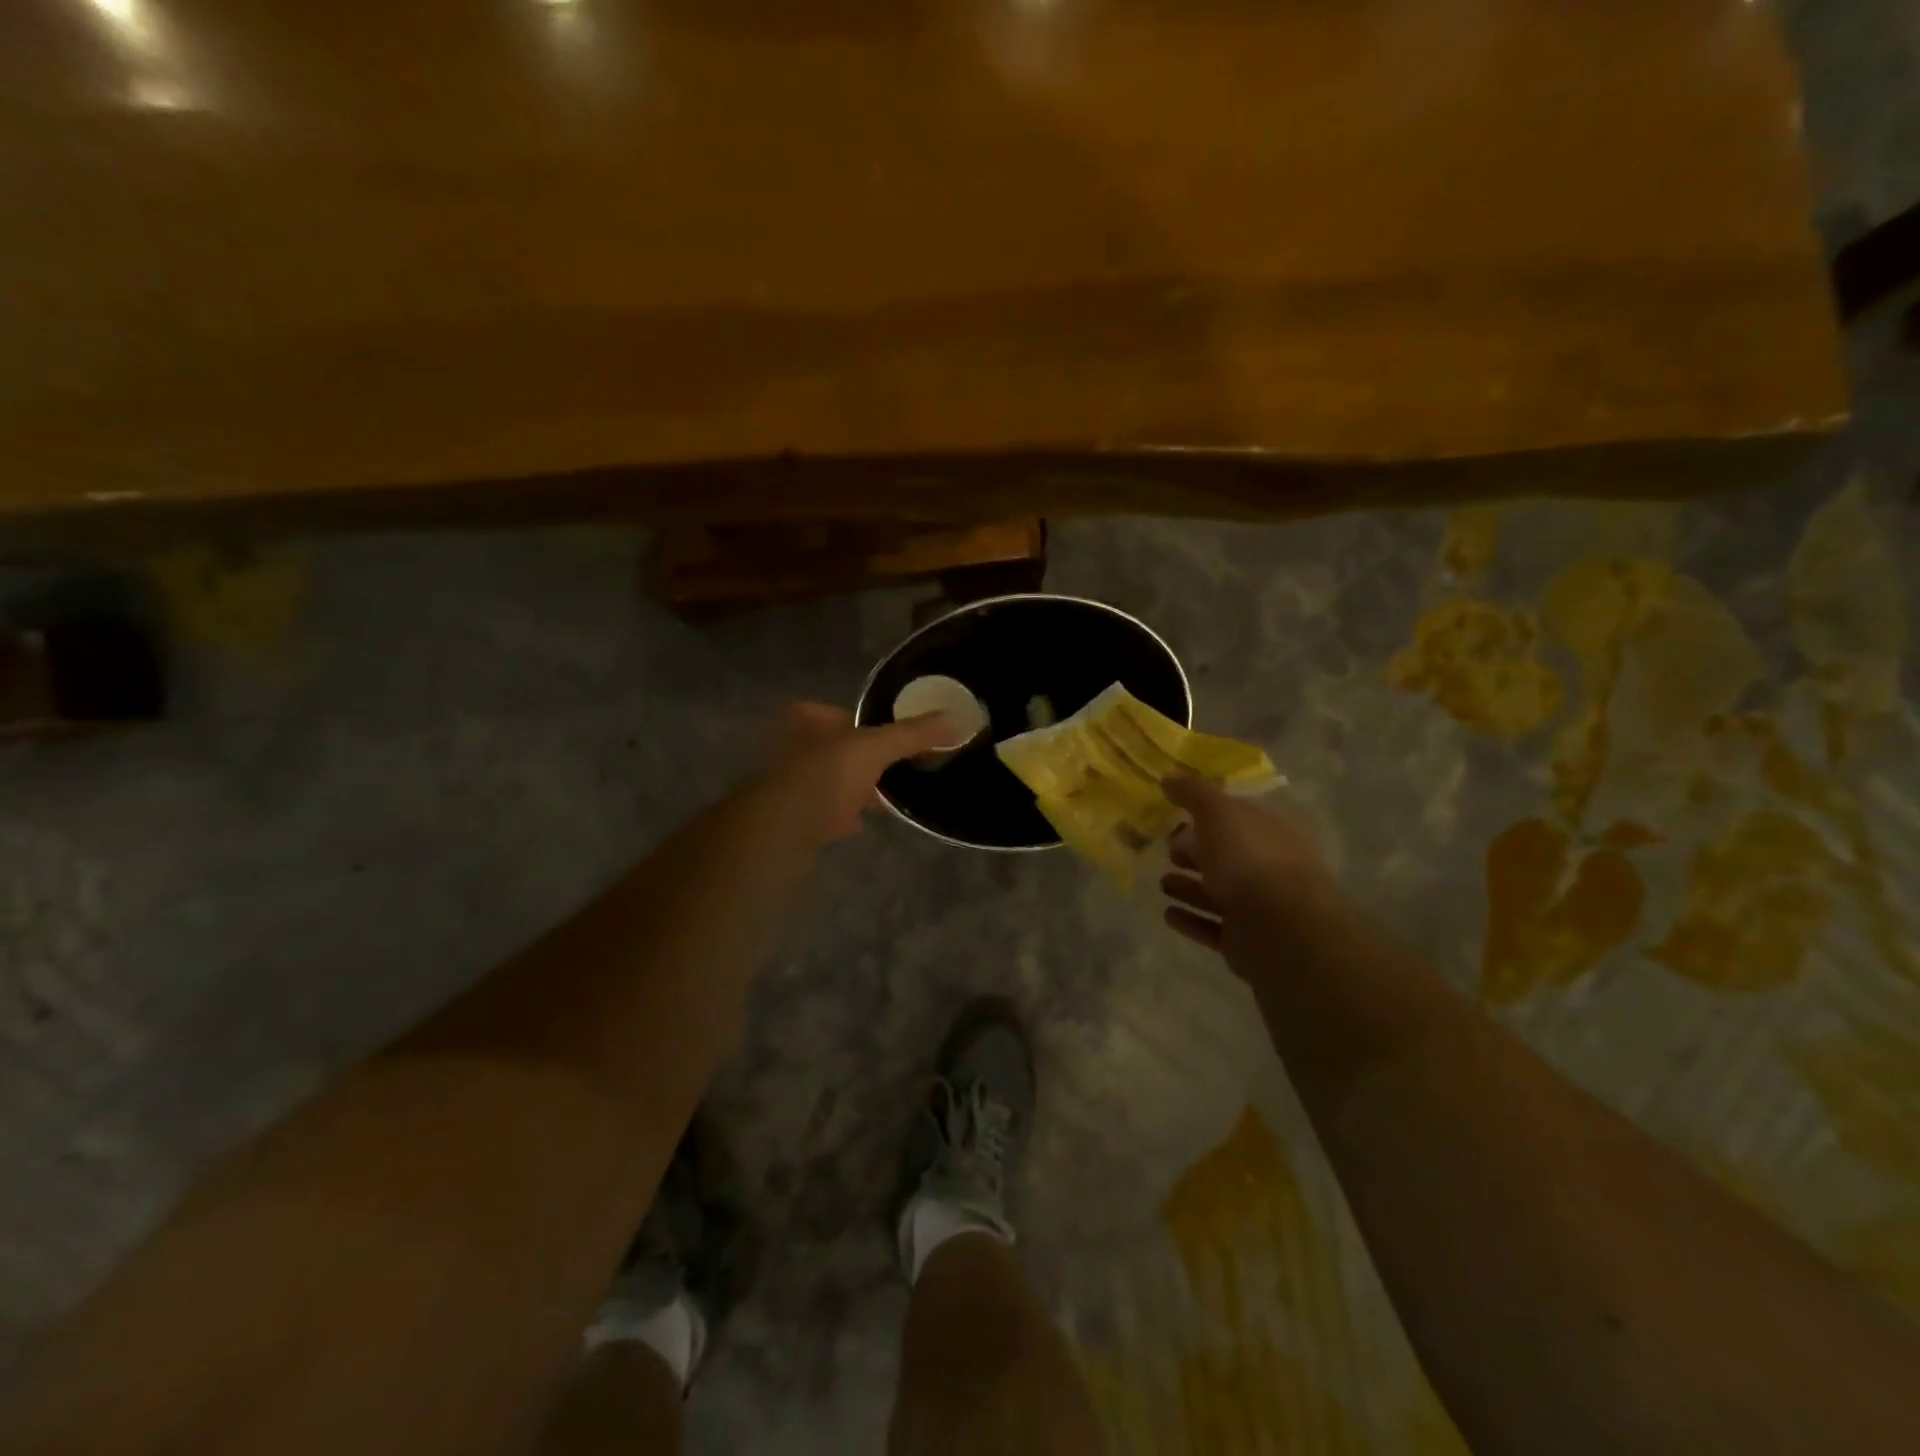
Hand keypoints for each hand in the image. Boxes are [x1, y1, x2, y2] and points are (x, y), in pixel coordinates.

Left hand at [762, 701, 956, 843]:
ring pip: (830, 781)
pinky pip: (824, 813)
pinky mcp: (792, 819)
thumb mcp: (874, 748)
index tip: (892, 737)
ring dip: (853, 788)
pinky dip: (842, 816)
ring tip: (885, 796)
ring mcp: (788, 785)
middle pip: (836, 748)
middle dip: (861, 759)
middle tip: (894, 767)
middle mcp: (791, 748)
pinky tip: (862, 824)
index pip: (838, 712)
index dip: (864, 722)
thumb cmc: (823, 777)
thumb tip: (957, 720)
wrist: (780, 833)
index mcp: (804, 720)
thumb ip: (913, 734)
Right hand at [1159, 778, 1334, 963]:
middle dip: (1196, 852)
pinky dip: (1191, 919)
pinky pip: (1212, 927)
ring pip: (1218, 893)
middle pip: (1227, 856)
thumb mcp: (1219, 812)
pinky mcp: (1246, 940)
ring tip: (1161, 883)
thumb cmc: (1250, 859)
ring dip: (1189, 887)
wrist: (1279, 929)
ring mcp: (1259, 907)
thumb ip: (1194, 793)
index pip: (1238, 817)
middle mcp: (1269, 868)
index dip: (1207, 814)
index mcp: (1270, 833)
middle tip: (1167, 850)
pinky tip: (1167, 914)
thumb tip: (1169, 778)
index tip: (1175, 814)